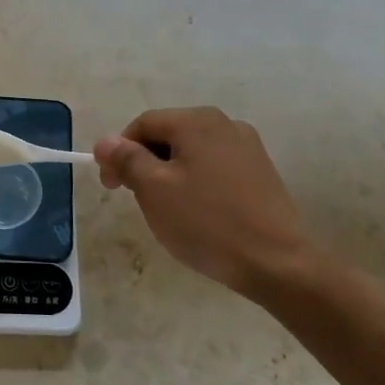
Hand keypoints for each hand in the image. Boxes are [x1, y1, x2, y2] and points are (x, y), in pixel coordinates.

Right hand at [94, 107, 331, 301]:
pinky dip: (196, 182)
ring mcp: (247, 147)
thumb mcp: (154, 190)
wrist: (277, 263)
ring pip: (191, 152)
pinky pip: (214, 167)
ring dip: (170, 174)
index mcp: (196, 121)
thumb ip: (127, 159)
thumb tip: (106, 141)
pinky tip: (199, 213)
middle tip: (136, 200)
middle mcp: (224, 124)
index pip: (142, 125)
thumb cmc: (207, 222)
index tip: (111, 187)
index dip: (119, 152)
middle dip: (145, 163)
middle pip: (168, 135)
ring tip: (168, 210)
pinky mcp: (261, 172)